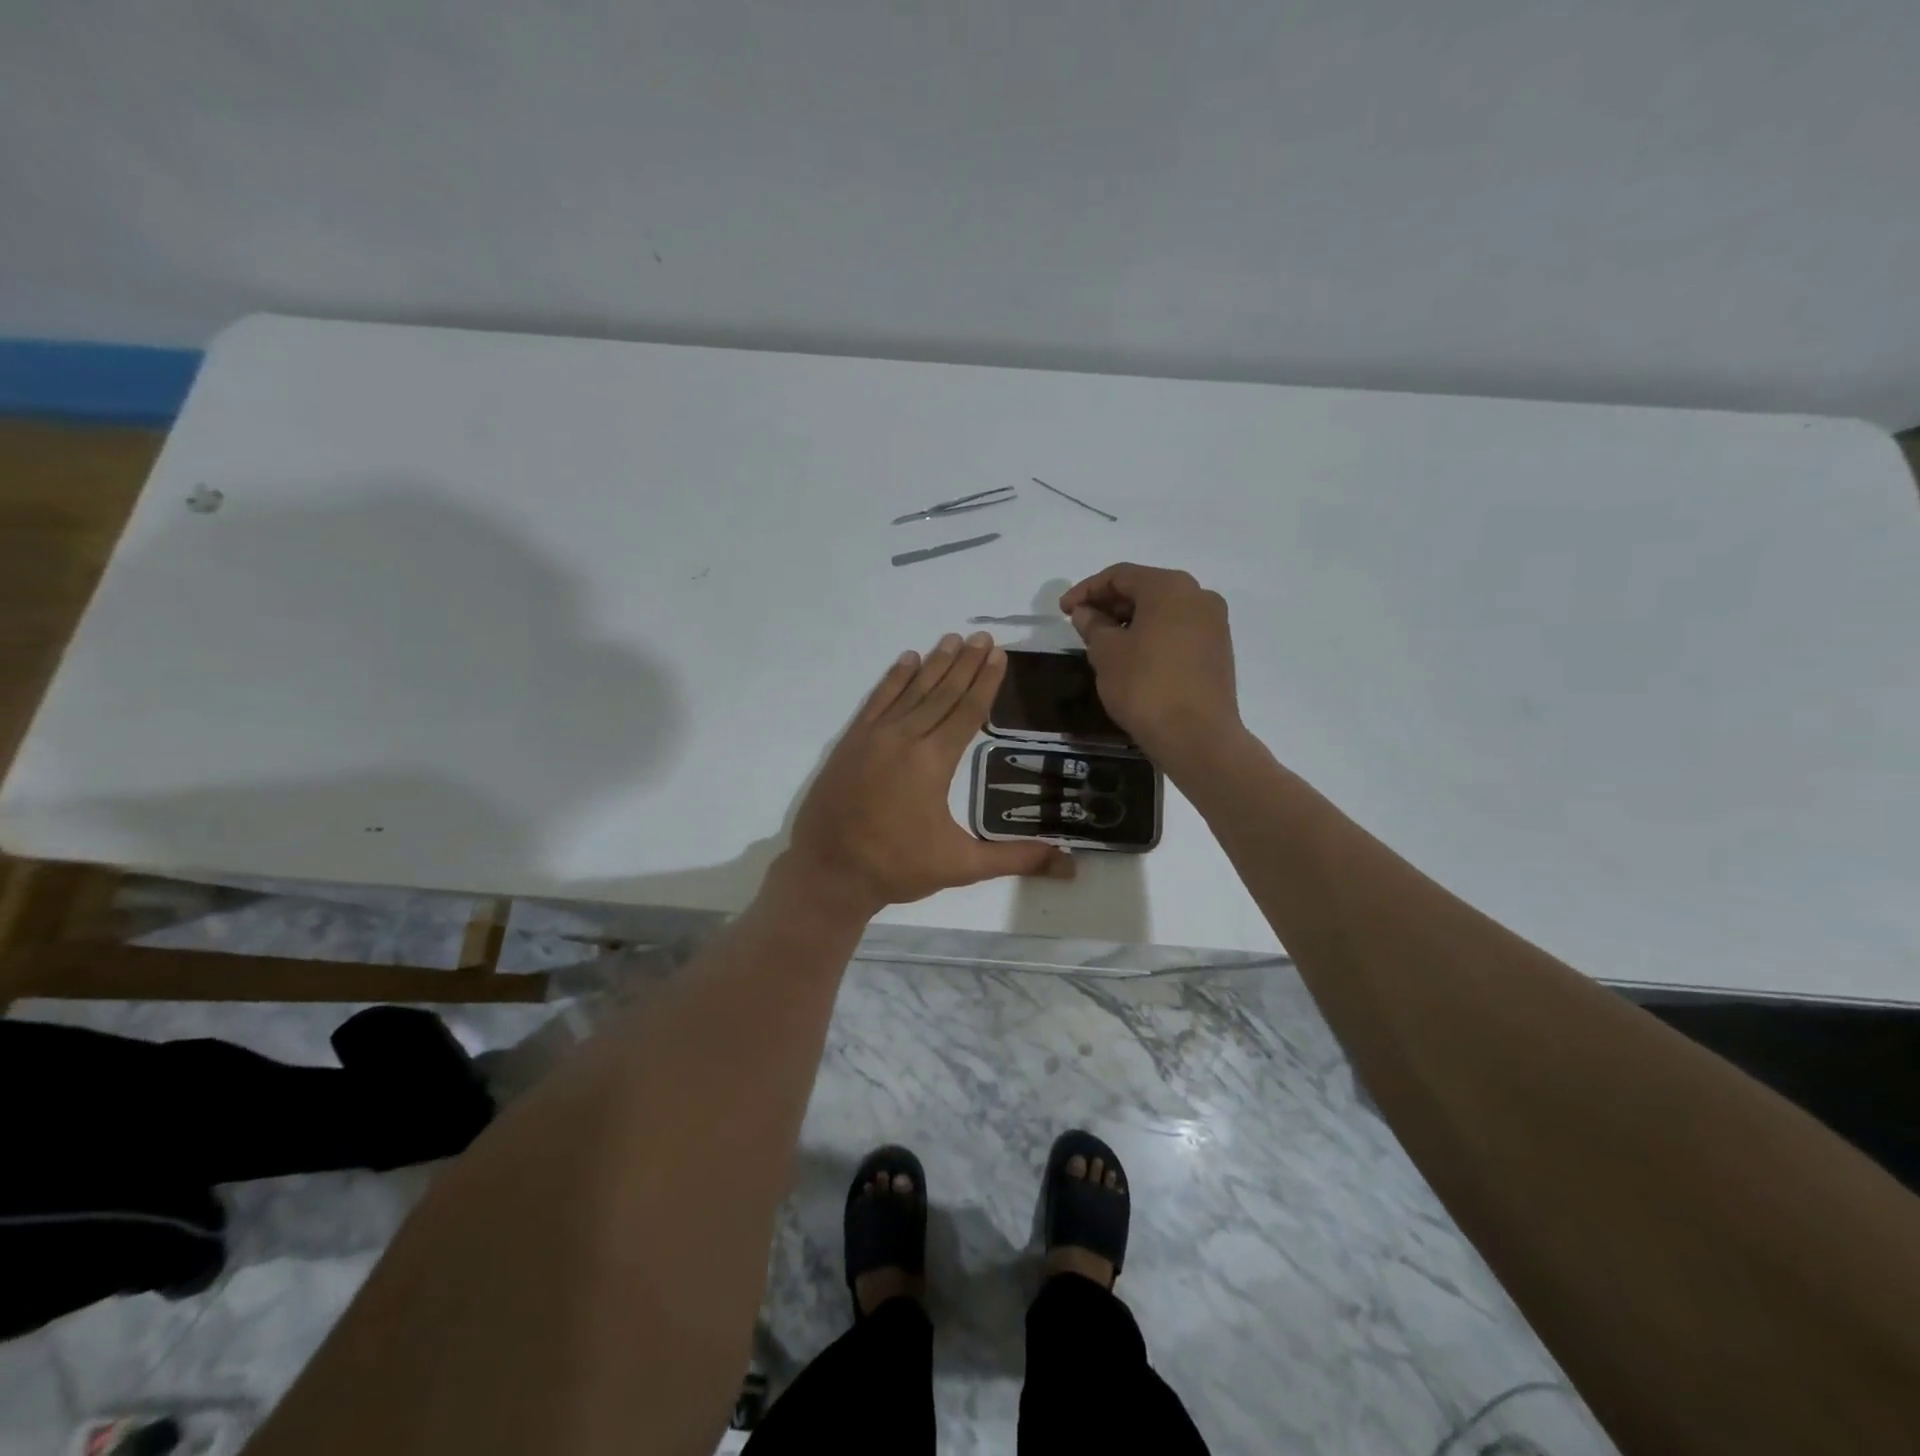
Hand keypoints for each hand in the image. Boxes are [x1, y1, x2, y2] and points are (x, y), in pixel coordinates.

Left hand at [774, 632, 1074, 920]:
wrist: (828, 872)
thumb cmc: (897, 868)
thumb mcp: (961, 866)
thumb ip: (1015, 859)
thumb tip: (1069, 866)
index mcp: (933, 761)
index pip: (967, 711)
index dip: (986, 681)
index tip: (998, 654)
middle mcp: (905, 738)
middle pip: (942, 692)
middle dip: (965, 663)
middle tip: (982, 636)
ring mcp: (873, 736)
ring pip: (911, 690)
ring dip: (934, 664)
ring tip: (953, 639)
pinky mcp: (851, 741)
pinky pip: (877, 699)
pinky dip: (893, 678)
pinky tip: (907, 660)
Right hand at [1059, 563, 1243, 768]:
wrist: (1197, 736)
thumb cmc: (1145, 686)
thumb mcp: (1107, 653)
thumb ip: (1093, 625)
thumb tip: (1086, 613)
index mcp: (1170, 587)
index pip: (1120, 575)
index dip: (1086, 590)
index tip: (1063, 611)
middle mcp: (1198, 596)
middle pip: (1145, 589)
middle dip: (1109, 604)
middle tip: (1081, 625)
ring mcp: (1213, 624)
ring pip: (1163, 611)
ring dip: (1130, 621)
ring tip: (1102, 643)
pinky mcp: (1218, 651)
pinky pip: (1177, 631)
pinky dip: (1151, 636)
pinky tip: (1132, 657)